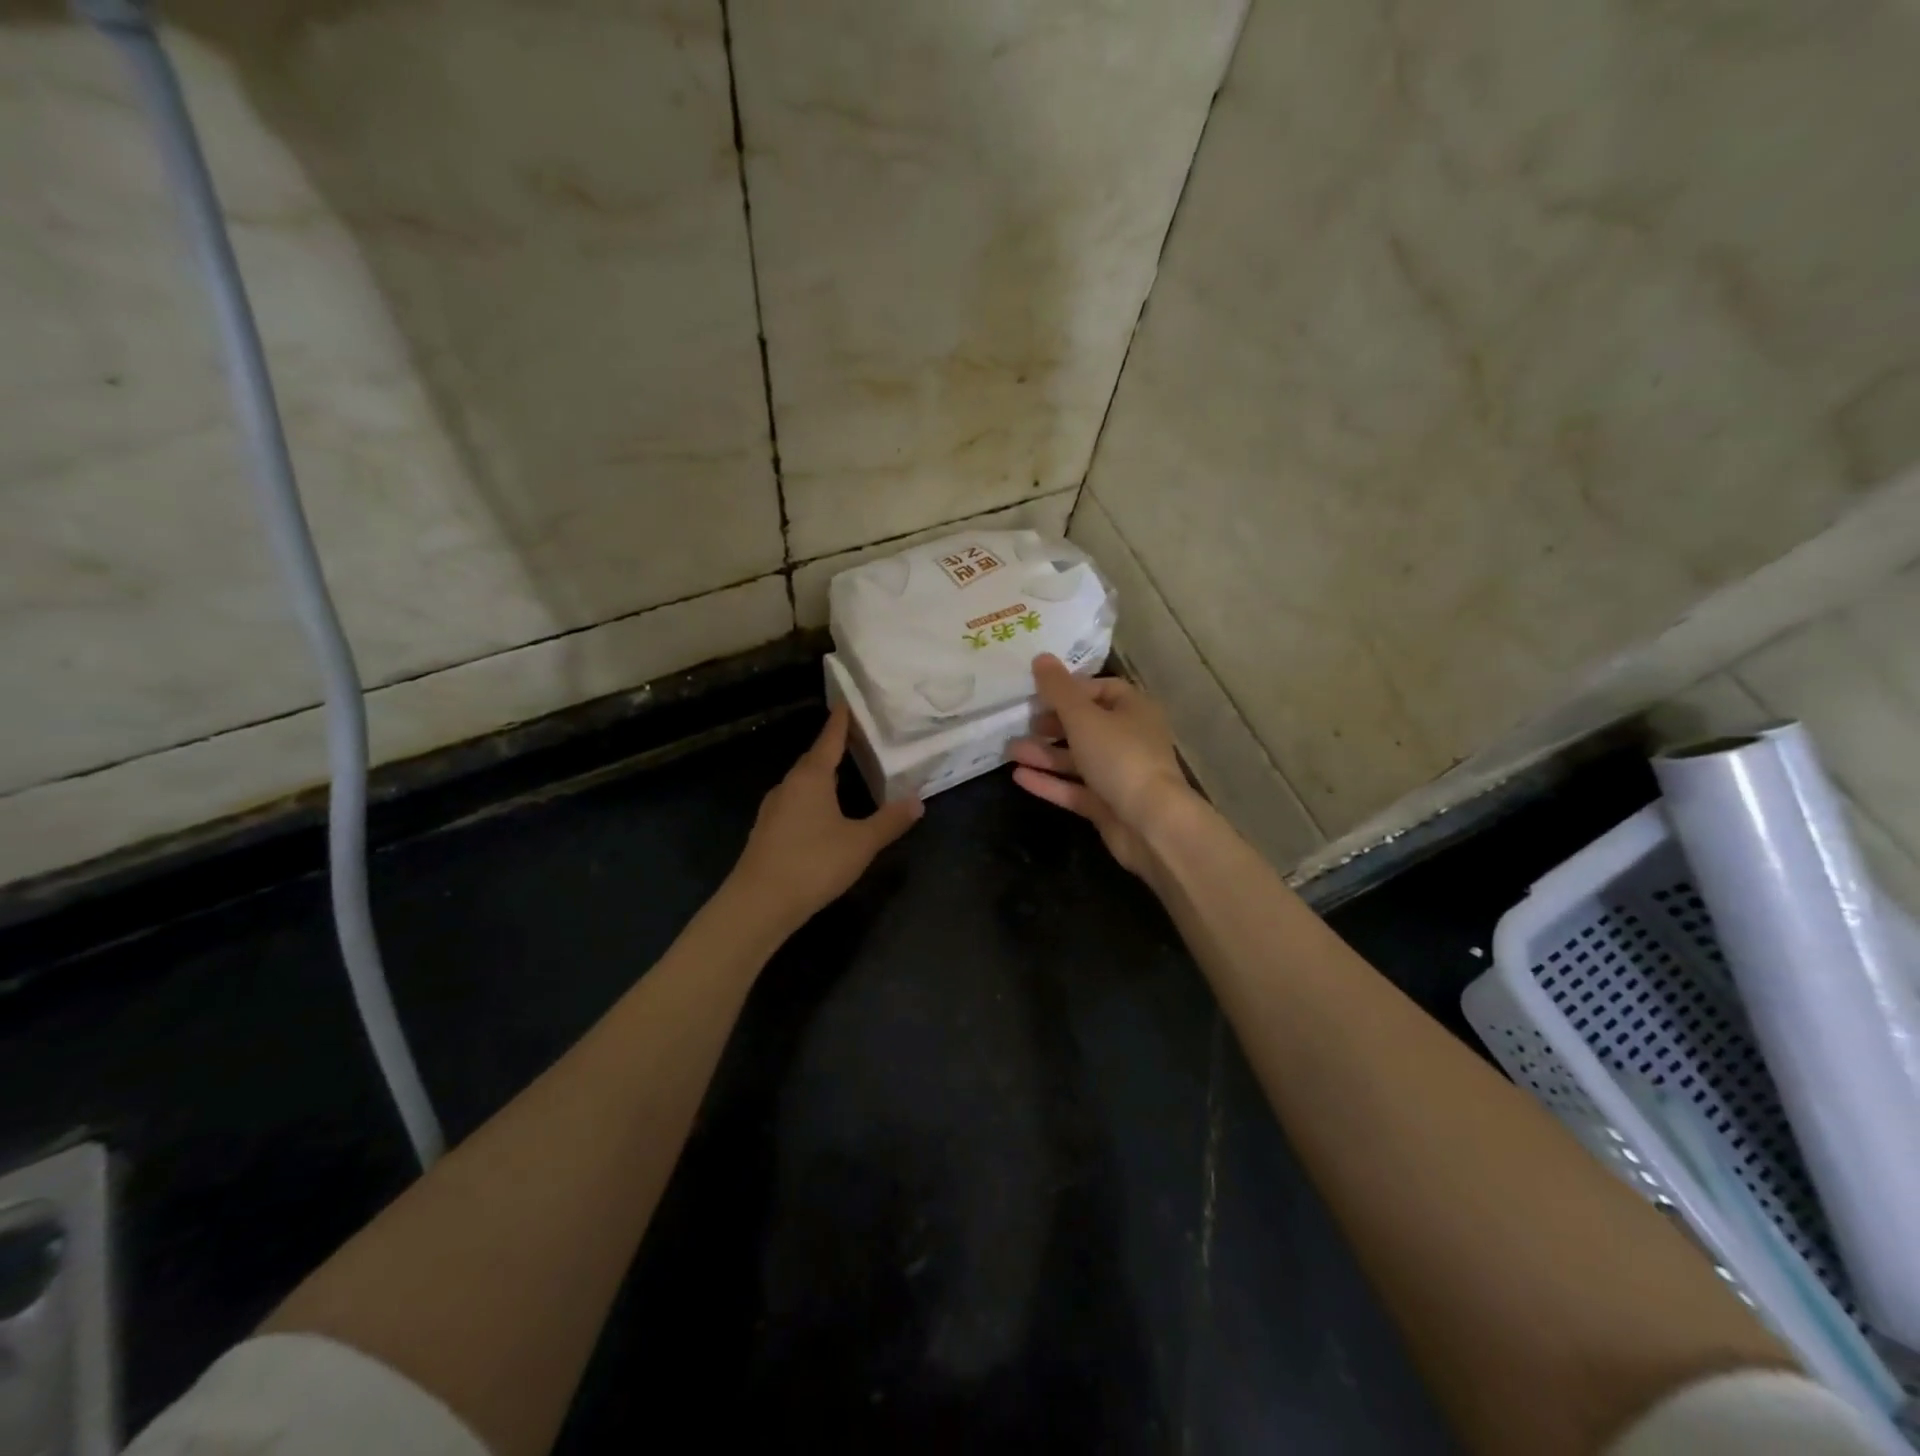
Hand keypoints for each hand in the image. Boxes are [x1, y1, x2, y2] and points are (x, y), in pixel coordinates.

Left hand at [729, 705, 922, 929]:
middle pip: (813, 760)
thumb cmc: (813, 863)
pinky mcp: (766, 833)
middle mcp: (788, 786)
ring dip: (821, 776)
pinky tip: (821, 814)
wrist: (758, 904)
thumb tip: (917, 800)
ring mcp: (773, 810)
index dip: (840, 723)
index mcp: (811, 778)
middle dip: (832, 749)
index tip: (845, 703)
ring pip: (801, 784)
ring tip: (842, 775)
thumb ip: (889, 821)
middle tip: (854, 740)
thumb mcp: (861, 843)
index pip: (829, 741)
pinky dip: (811, 799)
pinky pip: (794, 804)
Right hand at [1006, 654, 1197, 876]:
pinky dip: (1050, 782)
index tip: (1039, 693)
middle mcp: (1129, 739)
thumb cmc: (1120, 758)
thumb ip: (1058, 690)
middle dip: (1052, 724)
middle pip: (1087, 725)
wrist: (1151, 824)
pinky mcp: (1108, 805)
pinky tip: (1019, 777)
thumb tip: (1040, 657)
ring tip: (1009, 751)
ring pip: (1077, 758)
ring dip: (1045, 753)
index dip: (1070, 689)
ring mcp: (1119, 774)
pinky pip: (1075, 788)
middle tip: (1021, 723)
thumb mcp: (1084, 717)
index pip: (1101, 689)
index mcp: (1134, 710)